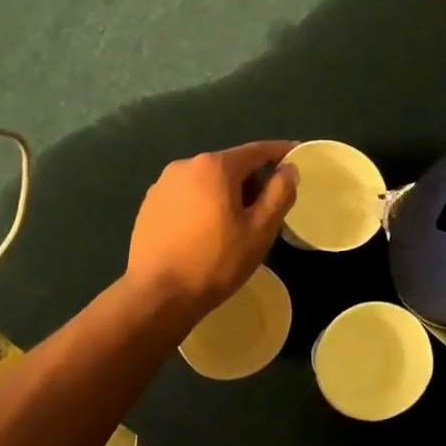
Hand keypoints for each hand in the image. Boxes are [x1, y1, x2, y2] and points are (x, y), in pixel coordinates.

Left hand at [126, 142, 298, 321]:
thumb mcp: (260, 230)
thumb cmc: (216, 262)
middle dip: (252, 179)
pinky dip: (203, 204)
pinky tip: (207, 231)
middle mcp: (185, 165)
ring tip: (237, 223)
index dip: (280, 152)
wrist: (157, 295)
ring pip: (206, 181)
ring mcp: (162, 185)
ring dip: (226, 193)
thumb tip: (288, 169)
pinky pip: (187, 196)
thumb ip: (279, 193)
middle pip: (229, 165)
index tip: (296, 154)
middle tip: (269, 205)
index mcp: (214, 166)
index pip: (256, 151)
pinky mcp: (149, 205)